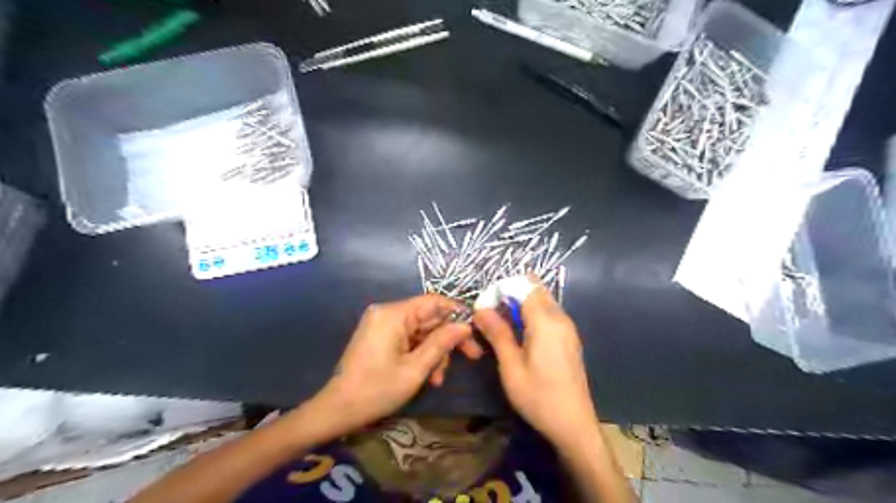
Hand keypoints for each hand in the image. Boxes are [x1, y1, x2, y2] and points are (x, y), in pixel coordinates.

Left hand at [315, 295, 482, 431]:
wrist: (338, 410)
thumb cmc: (377, 390)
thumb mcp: (415, 369)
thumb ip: (442, 343)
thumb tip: (465, 326)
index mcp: (393, 314)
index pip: (433, 301)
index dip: (457, 313)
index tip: (476, 329)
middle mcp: (387, 312)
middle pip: (429, 318)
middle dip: (448, 339)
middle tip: (473, 356)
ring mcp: (383, 324)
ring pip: (422, 331)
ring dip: (435, 352)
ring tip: (439, 378)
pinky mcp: (381, 336)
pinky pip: (409, 339)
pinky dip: (421, 354)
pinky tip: (429, 376)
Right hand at [471, 279, 596, 446]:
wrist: (573, 424)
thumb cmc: (538, 396)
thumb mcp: (511, 366)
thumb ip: (497, 333)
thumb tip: (480, 309)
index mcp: (546, 322)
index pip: (526, 287)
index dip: (504, 289)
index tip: (486, 304)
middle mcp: (561, 318)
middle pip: (536, 291)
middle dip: (512, 294)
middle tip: (492, 314)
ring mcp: (568, 328)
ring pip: (543, 302)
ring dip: (522, 305)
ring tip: (502, 324)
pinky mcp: (570, 339)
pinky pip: (550, 315)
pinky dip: (533, 315)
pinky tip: (520, 334)